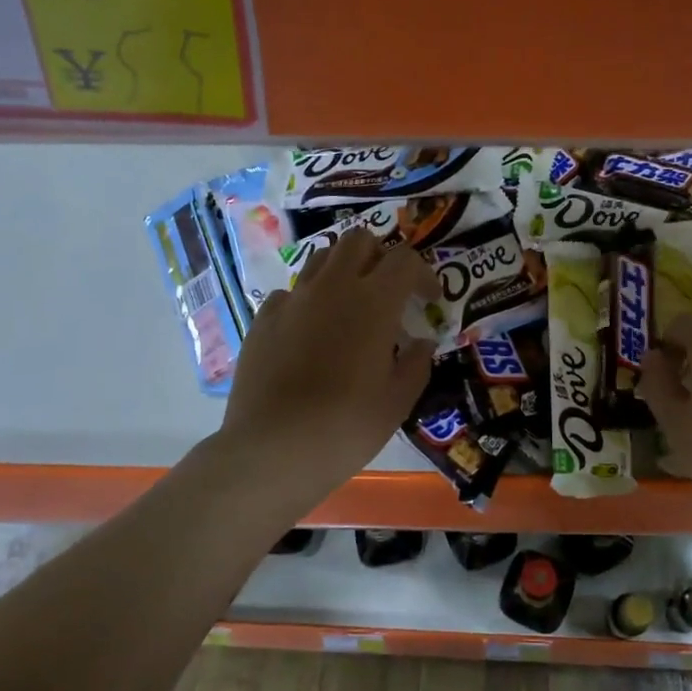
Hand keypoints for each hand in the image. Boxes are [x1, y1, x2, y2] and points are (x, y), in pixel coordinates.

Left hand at [220, 229, 438, 496]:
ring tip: (349, 304)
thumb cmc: (346, 426)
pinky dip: (308, 301)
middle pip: (359, 241)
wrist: (272, 449)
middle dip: (380, 255)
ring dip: (343, 270)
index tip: (428, 300)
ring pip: (322, 258)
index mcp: (374, 301)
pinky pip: (291, 292)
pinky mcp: (263, 319)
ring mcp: (293, 300)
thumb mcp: (398, 401)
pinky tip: (310, 333)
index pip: (405, 260)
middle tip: (388, 289)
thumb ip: (416, 363)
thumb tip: (421, 343)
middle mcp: (333, 287)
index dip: (423, 274)